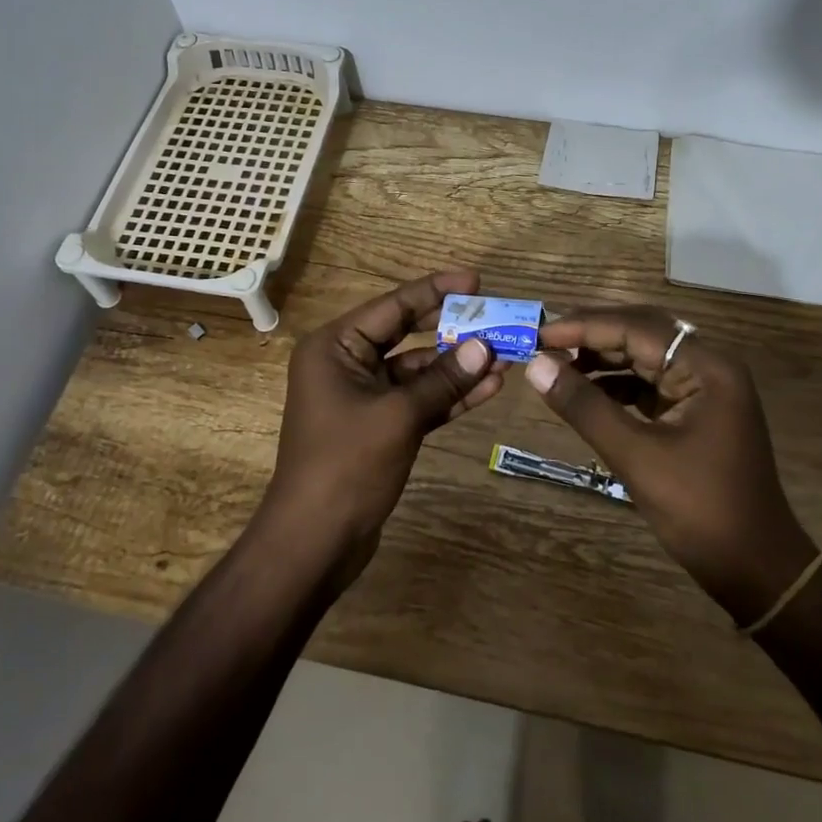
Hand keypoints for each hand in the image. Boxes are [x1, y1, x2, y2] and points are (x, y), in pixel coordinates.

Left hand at [266, 270, 504, 575]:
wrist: (315, 541)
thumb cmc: (346, 465)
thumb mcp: (398, 416)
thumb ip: (443, 380)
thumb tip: (485, 347)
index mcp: (335, 347)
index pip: (392, 306)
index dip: (436, 291)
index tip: (476, 280)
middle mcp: (346, 363)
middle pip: (407, 334)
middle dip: (453, 329)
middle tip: (497, 317)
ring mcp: (364, 396)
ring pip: (418, 370)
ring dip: (458, 366)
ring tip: (506, 355)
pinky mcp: (379, 426)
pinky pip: (418, 400)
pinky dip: (449, 396)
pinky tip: (489, 388)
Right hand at [522, 306, 817, 624]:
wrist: (755, 568)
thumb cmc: (700, 510)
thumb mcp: (636, 456)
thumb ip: (585, 407)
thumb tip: (536, 366)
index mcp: (706, 367)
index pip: (636, 328)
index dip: (584, 327)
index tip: (538, 336)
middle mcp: (708, 366)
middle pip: (642, 332)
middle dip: (592, 334)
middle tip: (544, 342)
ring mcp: (704, 388)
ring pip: (644, 356)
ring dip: (601, 357)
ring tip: (556, 364)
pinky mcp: (694, 411)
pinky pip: (649, 382)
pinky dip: (616, 383)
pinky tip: (585, 390)